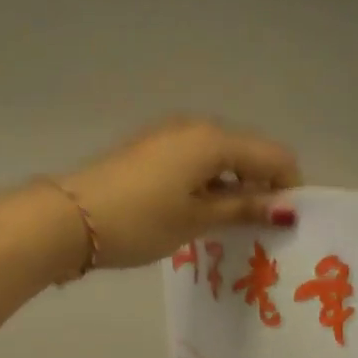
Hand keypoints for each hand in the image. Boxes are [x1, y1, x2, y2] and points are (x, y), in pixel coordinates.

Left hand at [57, 118, 300, 269]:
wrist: (69, 218)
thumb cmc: (140, 221)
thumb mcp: (196, 219)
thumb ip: (243, 209)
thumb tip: (286, 206)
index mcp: (214, 140)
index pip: (274, 156)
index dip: (288, 187)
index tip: (284, 224)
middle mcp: (195, 128)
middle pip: (247, 153)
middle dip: (260, 187)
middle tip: (257, 230)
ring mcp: (168, 135)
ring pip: (219, 158)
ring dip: (232, 187)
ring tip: (227, 228)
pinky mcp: (149, 149)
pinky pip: (194, 162)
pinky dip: (206, 184)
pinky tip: (197, 213)